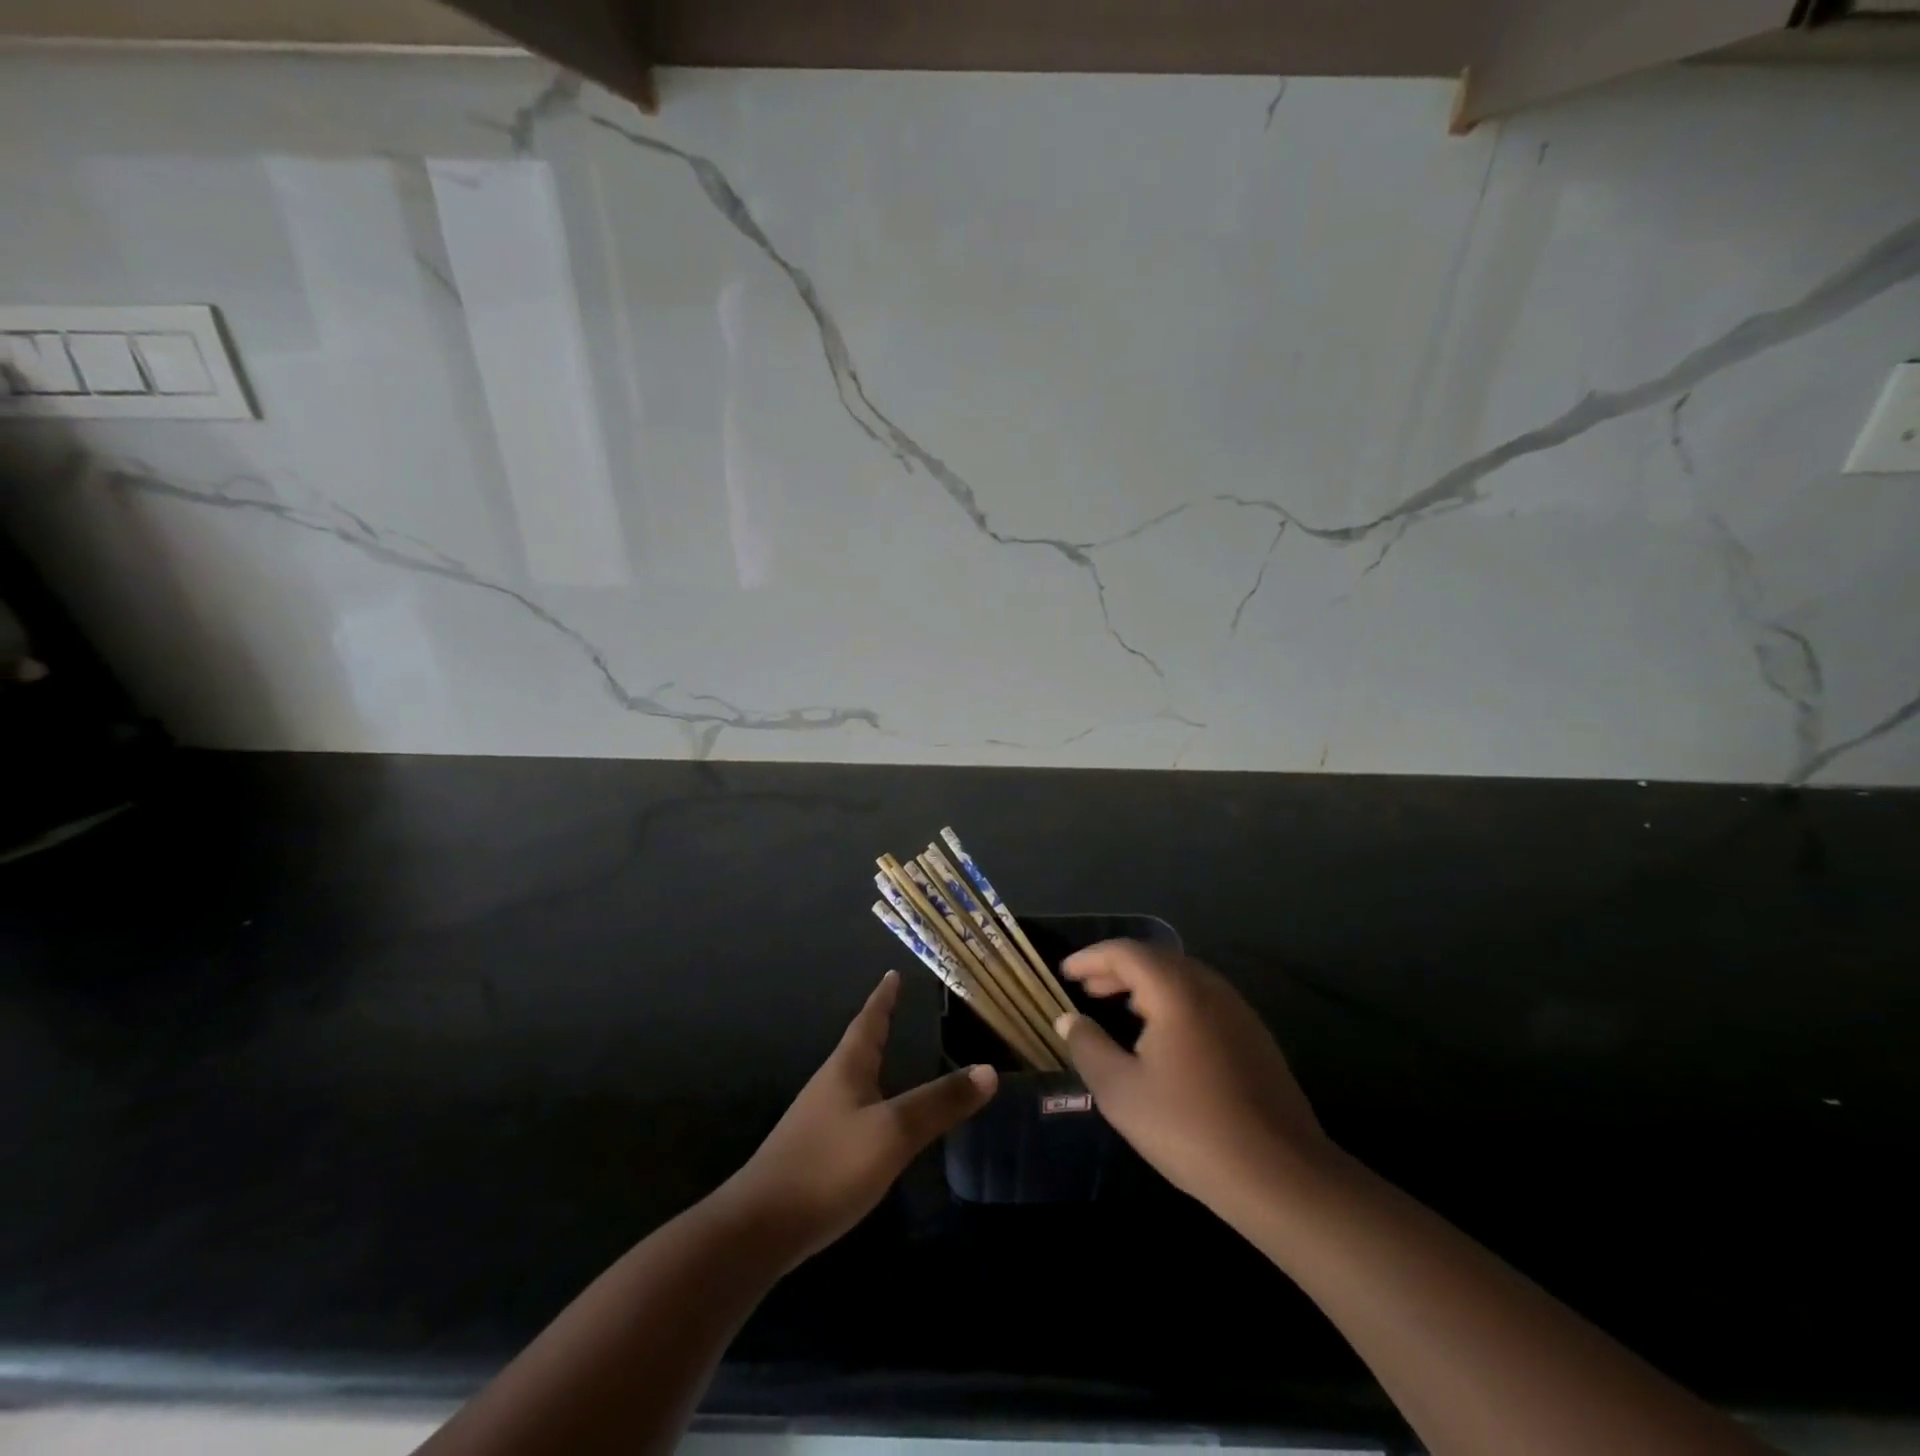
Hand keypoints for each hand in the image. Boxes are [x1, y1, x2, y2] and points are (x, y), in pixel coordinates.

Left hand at [721, 970, 995, 1268]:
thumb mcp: (893, 1133)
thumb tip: (988, 1070)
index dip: (884, 998)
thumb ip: (939, 1103)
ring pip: (852, 1081)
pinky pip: (848, 1113)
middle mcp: (829, 1086)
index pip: (869, 1021)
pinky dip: (868, 1103)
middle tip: (896, 1011)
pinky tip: (874, 1125)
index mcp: (846, 1069)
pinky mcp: (812, 1153)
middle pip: (857, 1047)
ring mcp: (816, 1120)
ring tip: (890, 1060)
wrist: (758, 1229)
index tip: (892, 974)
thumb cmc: (828, 1167)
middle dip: (877, 1028)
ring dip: (871, 1065)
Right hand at [1057, 940, 1329, 1222]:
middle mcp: (1209, 987)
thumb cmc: (1190, 1128)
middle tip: (1087, 988)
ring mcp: (1238, 1010)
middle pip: (1156, 959)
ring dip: (1146, 985)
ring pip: (1182, 978)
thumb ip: (1088, 1047)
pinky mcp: (1254, 1036)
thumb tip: (1069, 1019)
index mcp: (1175, 990)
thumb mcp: (1121, 1091)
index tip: (1065, 972)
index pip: (1125, 953)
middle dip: (1117, 969)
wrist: (1280, 1174)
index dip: (1091, 958)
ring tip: (1119, 1006)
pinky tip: (1162, 1034)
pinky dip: (1172, 1001)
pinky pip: (1203, 1000)